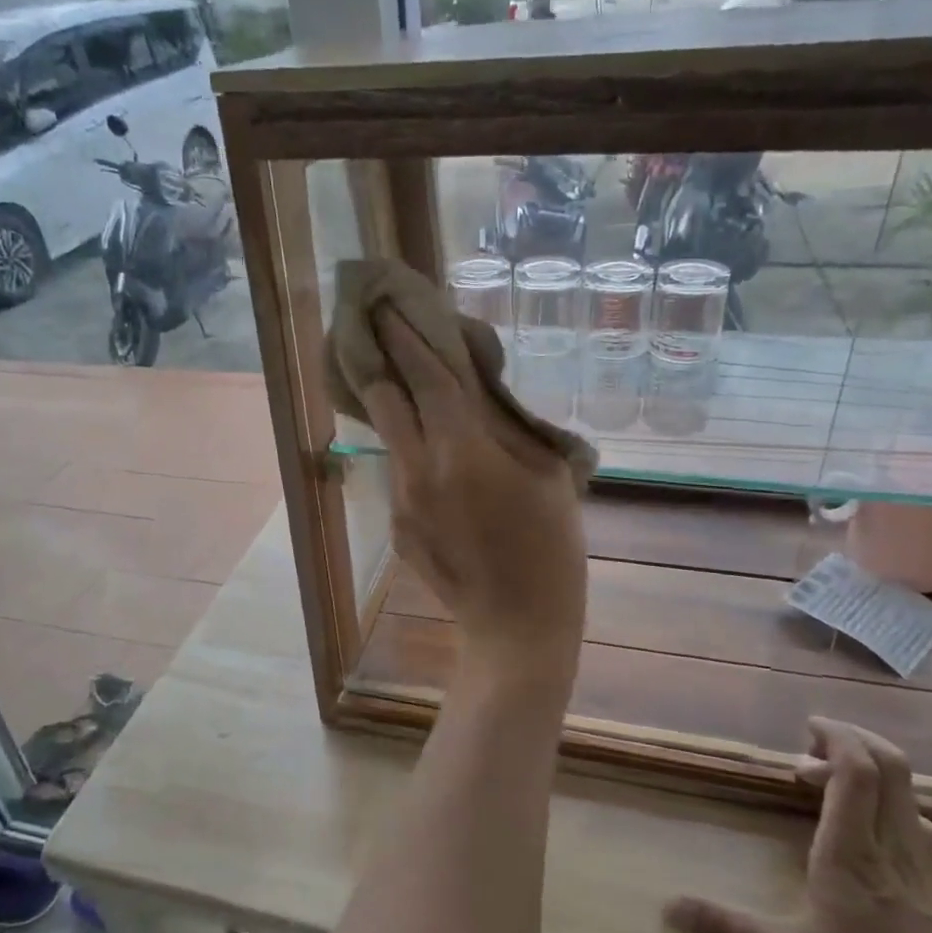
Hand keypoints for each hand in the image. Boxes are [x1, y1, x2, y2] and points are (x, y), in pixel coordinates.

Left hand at [358, 308, 585, 681]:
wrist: (516, 626)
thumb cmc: (550, 548)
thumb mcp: (544, 475)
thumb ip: (505, 425)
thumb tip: (476, 386)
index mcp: (461, 451)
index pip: (424, 378)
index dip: (405, 339)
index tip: (387, 306)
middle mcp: (418, 469)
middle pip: (385, 400)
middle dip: (381, 363)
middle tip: (382, 334)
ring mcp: (400, 501)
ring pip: (392, 438)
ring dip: (401, 412)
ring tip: (420, 398)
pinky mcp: (396, 526)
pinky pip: (401, 475)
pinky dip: (414, 455)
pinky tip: (439, 466)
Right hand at [664, 719, 931, 932]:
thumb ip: (728, 926)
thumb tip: (669, 908)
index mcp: (852, 851)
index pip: (858, 771)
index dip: (837, 737)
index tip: (808, 727)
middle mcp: (893, 845)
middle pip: (892, 767)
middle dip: (855, 742)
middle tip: (812, 749)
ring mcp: (924, 865)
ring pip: (910, 793)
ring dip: (872, 773)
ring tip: (831, 786)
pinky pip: (920, 823)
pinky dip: (893, 805)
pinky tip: (871, 830)